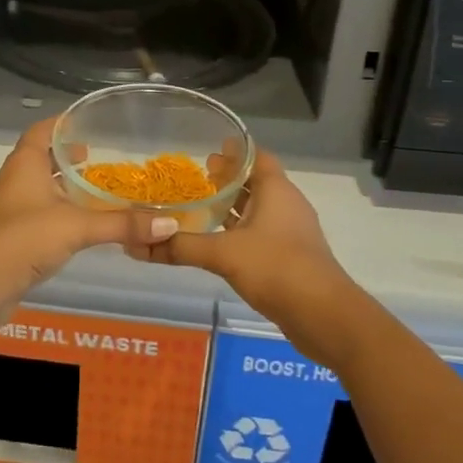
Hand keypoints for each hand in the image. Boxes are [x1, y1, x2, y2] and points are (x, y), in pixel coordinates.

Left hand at [0, 118, 177, 306]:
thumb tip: (170, 224)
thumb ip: (122, 224)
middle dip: (67, 156)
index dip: (62, 124)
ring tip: (94, 188)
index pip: (42, 130)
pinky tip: (79, 223)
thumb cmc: (25, 238)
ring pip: (39, 186)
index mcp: (25, 164)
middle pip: (41, 157)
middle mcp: (14, 180)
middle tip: (98, 157)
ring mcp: (9, 208)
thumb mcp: (78, 227)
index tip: (87, 123)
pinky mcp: (11, 235)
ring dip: (62, 185)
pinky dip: (57, 210)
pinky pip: (37, 212)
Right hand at [122, 149, 361, 365]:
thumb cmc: (276, 268)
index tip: (208, 147)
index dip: (233, 150)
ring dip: (233, 205)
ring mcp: (289, 231)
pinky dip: (239, 230)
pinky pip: (259, 232)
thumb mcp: (223, 254)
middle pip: (255, 181)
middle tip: (198, 174)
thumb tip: (138, 245)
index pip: (255, 156)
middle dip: (228, 178)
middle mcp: (285, 204)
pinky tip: (217, 240)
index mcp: (276, 190)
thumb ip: (182, 247)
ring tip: (201, 204)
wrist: (324, 316)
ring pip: (257, 209)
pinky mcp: (289, 256)